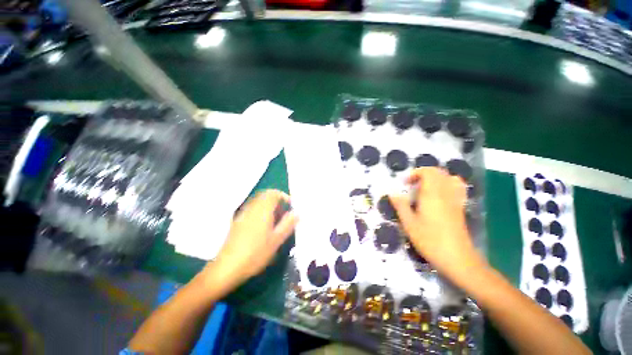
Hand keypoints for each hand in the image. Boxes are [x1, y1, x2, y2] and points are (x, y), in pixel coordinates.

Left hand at [207, 189, 297, 288]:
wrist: (227, 268)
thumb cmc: (255, 254)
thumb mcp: (276, 241)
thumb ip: (287, 224)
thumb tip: (297, 213)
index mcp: (262, 211)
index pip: (273, 194)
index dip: (283, 196)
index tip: (290, 206)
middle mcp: (252, 209)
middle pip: (265, 195)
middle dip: (276, 200)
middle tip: (283, 212)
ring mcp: (243, 214)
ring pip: (258, 202)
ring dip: (268, 205)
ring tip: (275, 219)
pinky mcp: (237, 221)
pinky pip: (252, 209)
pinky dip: (260, 210)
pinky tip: (263, 225)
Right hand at [389, 167, 484, 280]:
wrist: (457, 258)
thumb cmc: (429, 240)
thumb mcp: (409, 223)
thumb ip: (400, 205)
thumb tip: (392, 193)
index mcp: (432, 194)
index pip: (428, 172)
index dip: (415, 173)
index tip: (405, 184)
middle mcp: (446, 193)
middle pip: (439, 172)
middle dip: (424, 174)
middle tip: (412, 185)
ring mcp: (456, 200)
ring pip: (449, 178)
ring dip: (436, 178)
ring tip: (425, 187)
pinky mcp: (460, 207)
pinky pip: (457, 188)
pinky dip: (448, 184)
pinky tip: (439, 195)